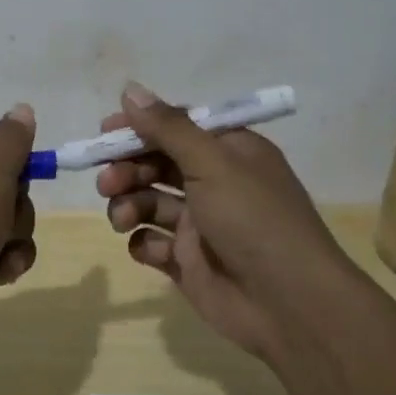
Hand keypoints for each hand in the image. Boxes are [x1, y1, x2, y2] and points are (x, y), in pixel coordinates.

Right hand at [95, 82, 348, 360]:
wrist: (290, 305)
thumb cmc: (255, 219)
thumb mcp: (213, 163)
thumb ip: (168, 127)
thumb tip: (130, 88)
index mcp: (228, 151)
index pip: (176, 127)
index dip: (140, 128)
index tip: (106, 133)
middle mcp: (213, 182)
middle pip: (156, 163)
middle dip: (127, 168)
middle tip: (108, 181)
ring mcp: (200, 224)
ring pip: (148, 201)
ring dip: (128, 204)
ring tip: (124, 218)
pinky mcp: (187, 261)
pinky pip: (151, 243)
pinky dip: (143, 242)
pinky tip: (150, 248)